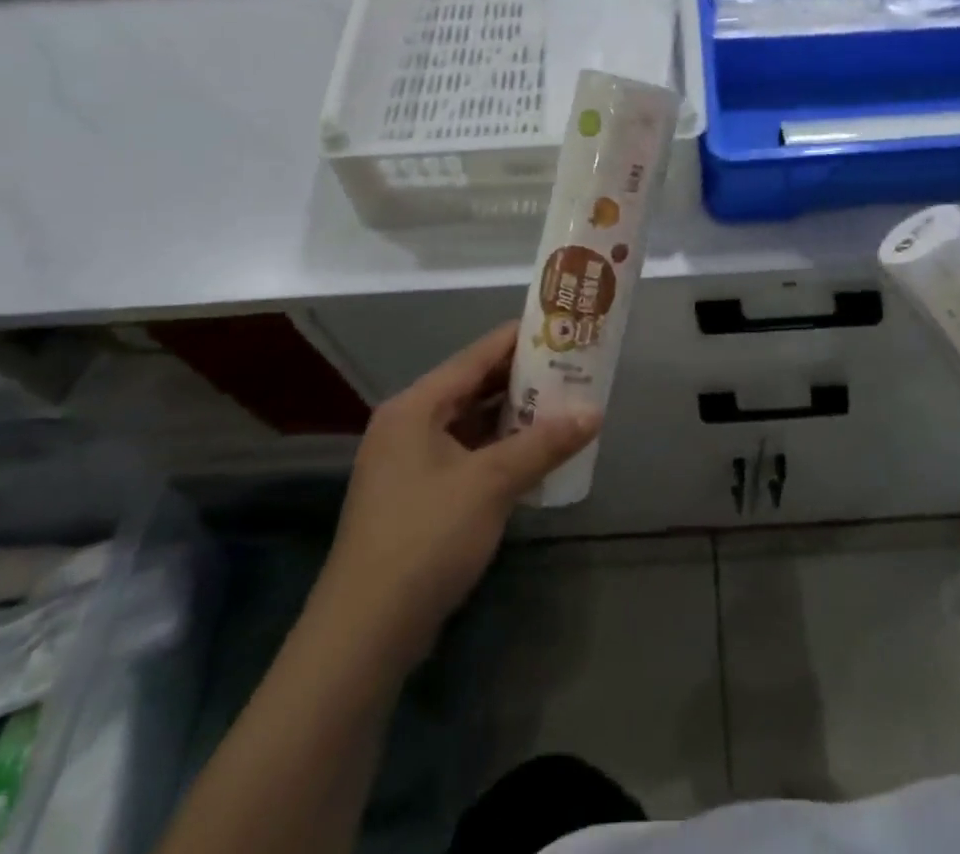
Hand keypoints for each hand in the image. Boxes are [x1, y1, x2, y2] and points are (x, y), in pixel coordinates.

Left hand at [311, 322, 600, 674]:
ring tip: (564, 404)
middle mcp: (408, 425)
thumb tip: (594, 412)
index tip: (562, 326)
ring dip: (514, 416)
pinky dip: (499, 449)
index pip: (476, 356)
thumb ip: (544, 443)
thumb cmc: (426, 538)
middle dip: (523, 379)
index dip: (520, 339)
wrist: (365, 632)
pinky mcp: (417, 497)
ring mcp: (409, 463)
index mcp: (416, 407)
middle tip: (573, 367)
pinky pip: (466, 455)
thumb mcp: (492, 483)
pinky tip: (535, 453)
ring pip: (471, 423)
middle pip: (473, 387)